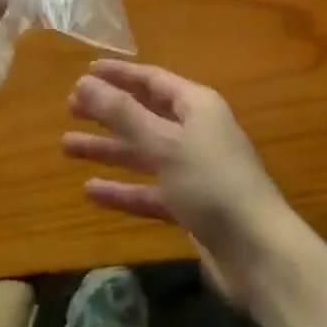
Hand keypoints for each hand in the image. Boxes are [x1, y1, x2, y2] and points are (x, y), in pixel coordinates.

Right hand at [64, 60, 295, 305]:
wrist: (258, 254)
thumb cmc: (212, 184)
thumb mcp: (164, 144)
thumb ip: (123, 114)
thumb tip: (84, 83)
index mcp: (197, 106)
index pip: (152, 80)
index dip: (120, 75)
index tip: (86, 72)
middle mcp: (196, 132)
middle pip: (145, 115)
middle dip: (109, 112)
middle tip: (70, 107)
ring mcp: (193, 171)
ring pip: (143, 153)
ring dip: (108, 149)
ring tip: (67, 146)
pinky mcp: (190, 207)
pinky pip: (149, 191)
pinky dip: (122, 190)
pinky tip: (91, 191)